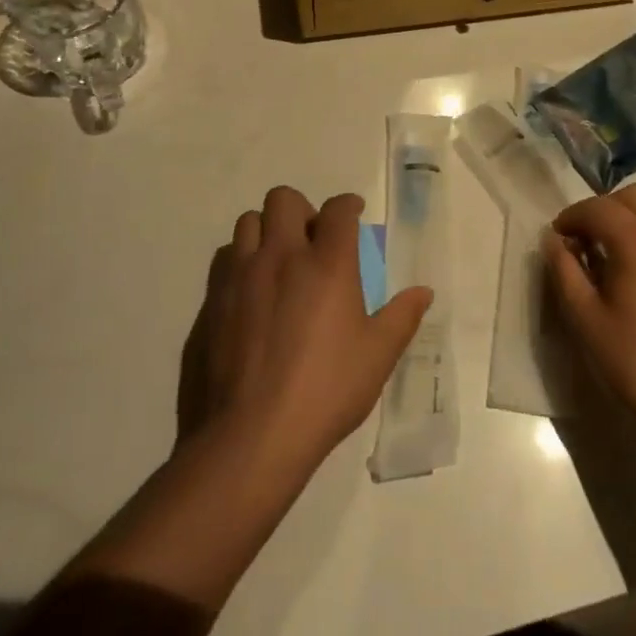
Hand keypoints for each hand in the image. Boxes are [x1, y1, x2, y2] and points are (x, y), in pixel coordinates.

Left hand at [181, 186, 432, 481]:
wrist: (250, 435)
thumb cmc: (325, 391)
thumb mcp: (377, 357)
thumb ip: (401, 317)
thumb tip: (423, 292)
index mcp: (327, 264)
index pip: (337, 210)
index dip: (348, 205)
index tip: (354, 212)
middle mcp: (281, 256)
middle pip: (284, 199)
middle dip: (302, 209)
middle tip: (313, 239)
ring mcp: (240, 275)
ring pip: (248, 223)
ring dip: (267, 230)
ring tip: (279, 260)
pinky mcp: (212, 300)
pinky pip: (225, 259)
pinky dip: (241, 261)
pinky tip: (251, 292)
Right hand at [544, 184, 635, 454]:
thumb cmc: (634, 363)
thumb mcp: (584, 318)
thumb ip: (563, 270)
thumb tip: (554, 241)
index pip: (599, 208)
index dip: (572, 217)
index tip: (558, 239)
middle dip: (607, 210)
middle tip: (589, 243)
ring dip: (634, 226)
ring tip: (619, 266)